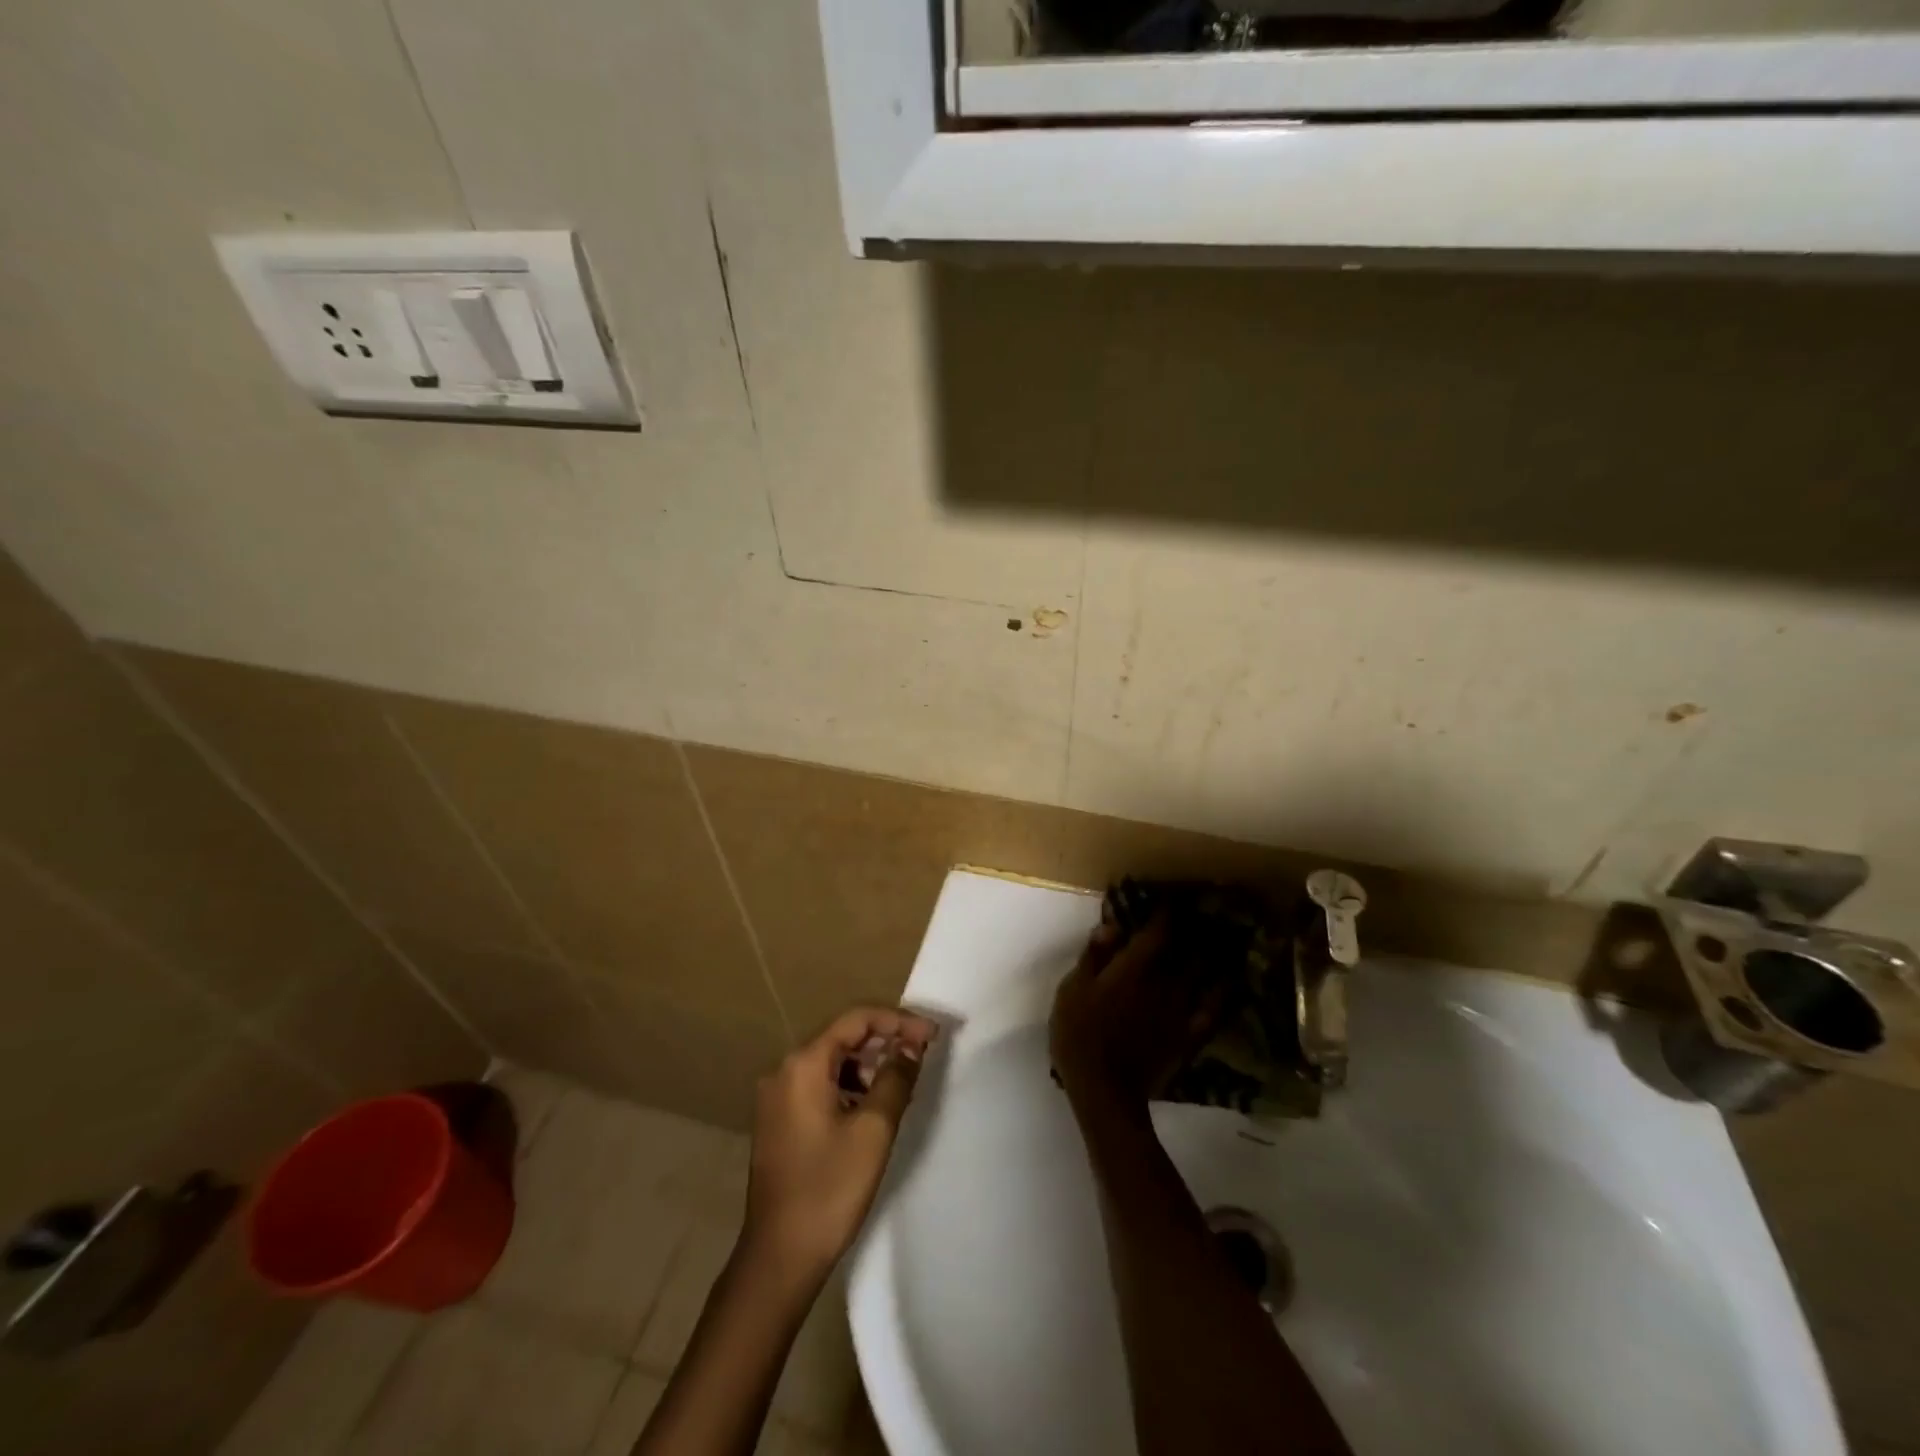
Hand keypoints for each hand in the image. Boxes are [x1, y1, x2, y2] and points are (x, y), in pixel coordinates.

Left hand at [742, 1006, 936, 1278]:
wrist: (778, 1258)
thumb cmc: (829, 1189)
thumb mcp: (874, 1129)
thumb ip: (895, 1078)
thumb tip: (911, 1046)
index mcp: (803, 1064)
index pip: (857, 1020)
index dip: (898, 1021)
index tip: (933, 1035)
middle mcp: (784, 1070)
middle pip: (843, 1037)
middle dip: (885, 1040)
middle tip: (923, 1054)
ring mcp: (777, 1097)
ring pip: (832, 1063)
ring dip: (868, 1065)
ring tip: (903, 1082)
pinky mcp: (779, 1121)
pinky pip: (820, 1085)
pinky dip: (849, 1086)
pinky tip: (873, 1106)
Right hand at [1051, 914, 1221, 1120]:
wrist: (1104, 1091)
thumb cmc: (1078, 1035)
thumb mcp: (1072, 989)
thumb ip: (1093, 956)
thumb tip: (1112, 925)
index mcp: (1133, 968)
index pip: (1157, 931)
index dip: (1167, 912)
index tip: (1173, 897)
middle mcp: (1163, 982)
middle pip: (1188, 948)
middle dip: (1196, 927)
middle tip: (1204, 911)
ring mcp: (1180, 1010)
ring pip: (1205, 974)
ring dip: (1214, 953)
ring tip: (1222, 938)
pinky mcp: (1189, 1036)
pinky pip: (1214, 1010)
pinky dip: (1225, 993)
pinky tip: (1231, 982)